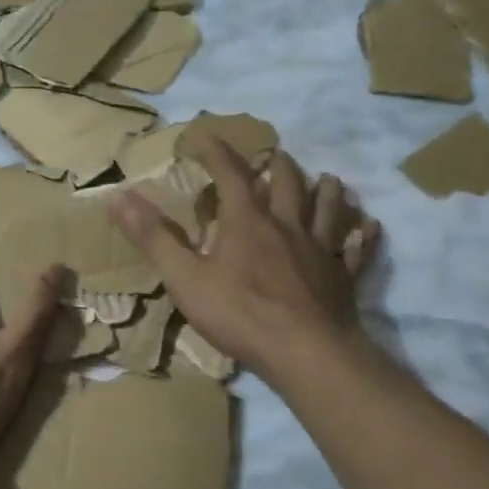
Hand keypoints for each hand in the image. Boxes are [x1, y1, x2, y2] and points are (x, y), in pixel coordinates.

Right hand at [109, 141, 377, 389]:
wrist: (306, 353)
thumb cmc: (240, 314)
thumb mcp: (185, 277)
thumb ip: (153, 237)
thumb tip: (119, 196)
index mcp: (247, 222)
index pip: (230, 174)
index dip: (217, 151)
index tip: (205, 134)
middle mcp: (287, 226)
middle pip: (287, 184)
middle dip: (278, 166)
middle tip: (277, 154)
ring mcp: (320, 251)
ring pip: (328, 210)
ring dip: (327, 191)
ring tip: (329, 179)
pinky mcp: (343, 278)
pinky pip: (357, 250)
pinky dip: (362, 235)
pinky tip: (369, 227)